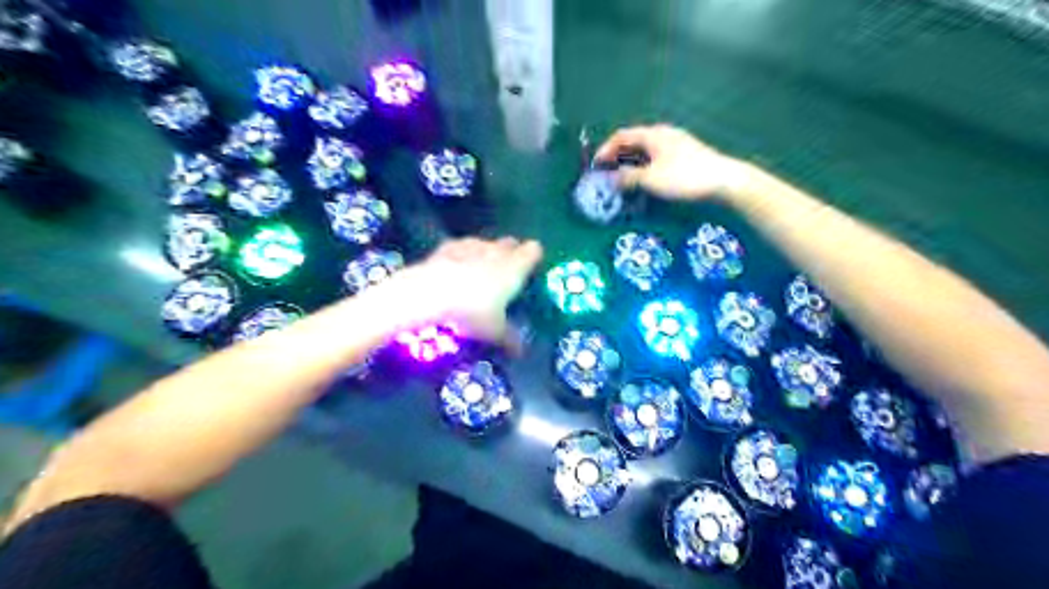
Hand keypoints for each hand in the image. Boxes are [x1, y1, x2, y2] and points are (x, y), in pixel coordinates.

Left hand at [402, 236, 544, 351]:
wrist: (431, 292)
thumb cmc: (473, 311)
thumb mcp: (494, 330)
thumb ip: (510, 339)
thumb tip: (521, 351)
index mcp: (516, 267)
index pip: (534, 251)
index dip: (533, 258)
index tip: (530, 269)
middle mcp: (498, 251)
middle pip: (510, 243)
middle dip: (510, 254)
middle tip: (506, 273)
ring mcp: (473, 245)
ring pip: (486, 243)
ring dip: (486, 253)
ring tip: (479, 272)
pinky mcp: (449, 246)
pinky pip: (462, 247)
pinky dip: (462, 255)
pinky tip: (456, 268)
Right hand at [594, 123, 749, 200]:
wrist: (723, 180)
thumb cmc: (684, 177)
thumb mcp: (651, 179)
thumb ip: (628, 177)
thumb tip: (611, 179)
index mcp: (653, 135)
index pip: (621, 136)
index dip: (605, 149)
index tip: (595, 166)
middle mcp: (663, 135)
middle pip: (633, 142)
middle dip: (617, 157)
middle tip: (606, 173)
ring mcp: (676, 144)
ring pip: (645, 151)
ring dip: (631, 163)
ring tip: (622, 180)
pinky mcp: (685, 155)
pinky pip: (656, 157)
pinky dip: (644, 167)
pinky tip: (644, 181)